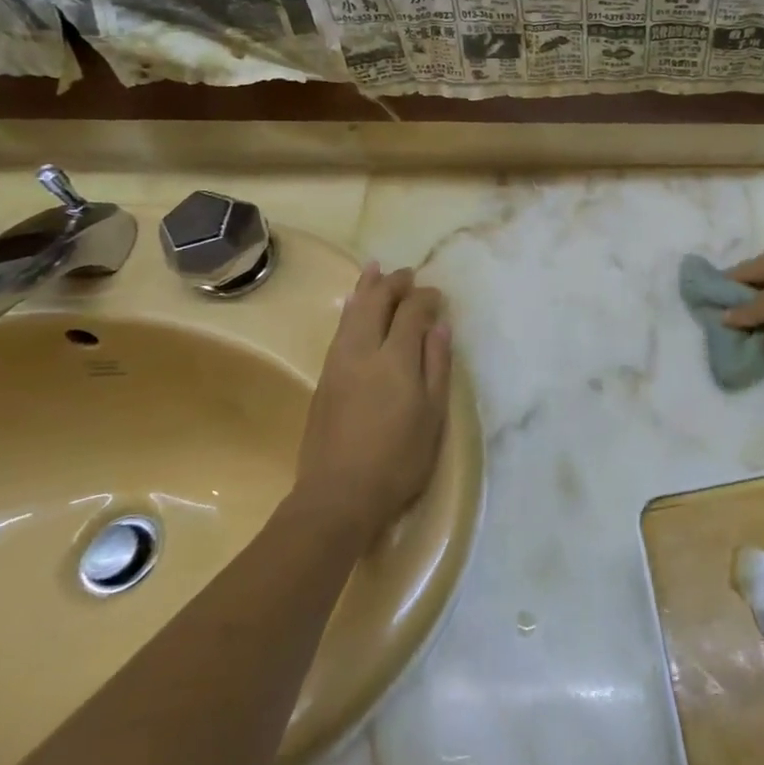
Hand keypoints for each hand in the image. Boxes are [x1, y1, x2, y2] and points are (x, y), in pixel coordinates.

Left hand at [294, 263, 450, 541]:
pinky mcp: (324, 378)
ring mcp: (338, 363)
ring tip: (375, 268)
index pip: (411, 313)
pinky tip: (353, 304)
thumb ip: (437, 366)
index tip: (437, 295)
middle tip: (408, 274)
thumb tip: (439, 326)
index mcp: (395, 359)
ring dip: (366, 287)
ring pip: (352, 312)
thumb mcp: (432, 415)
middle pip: (377, 303)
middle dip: (394, 284)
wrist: (338, 495)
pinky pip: (339, 329)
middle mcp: (363, 351)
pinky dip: (350, 309)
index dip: (425, 298)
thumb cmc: (398, 459)